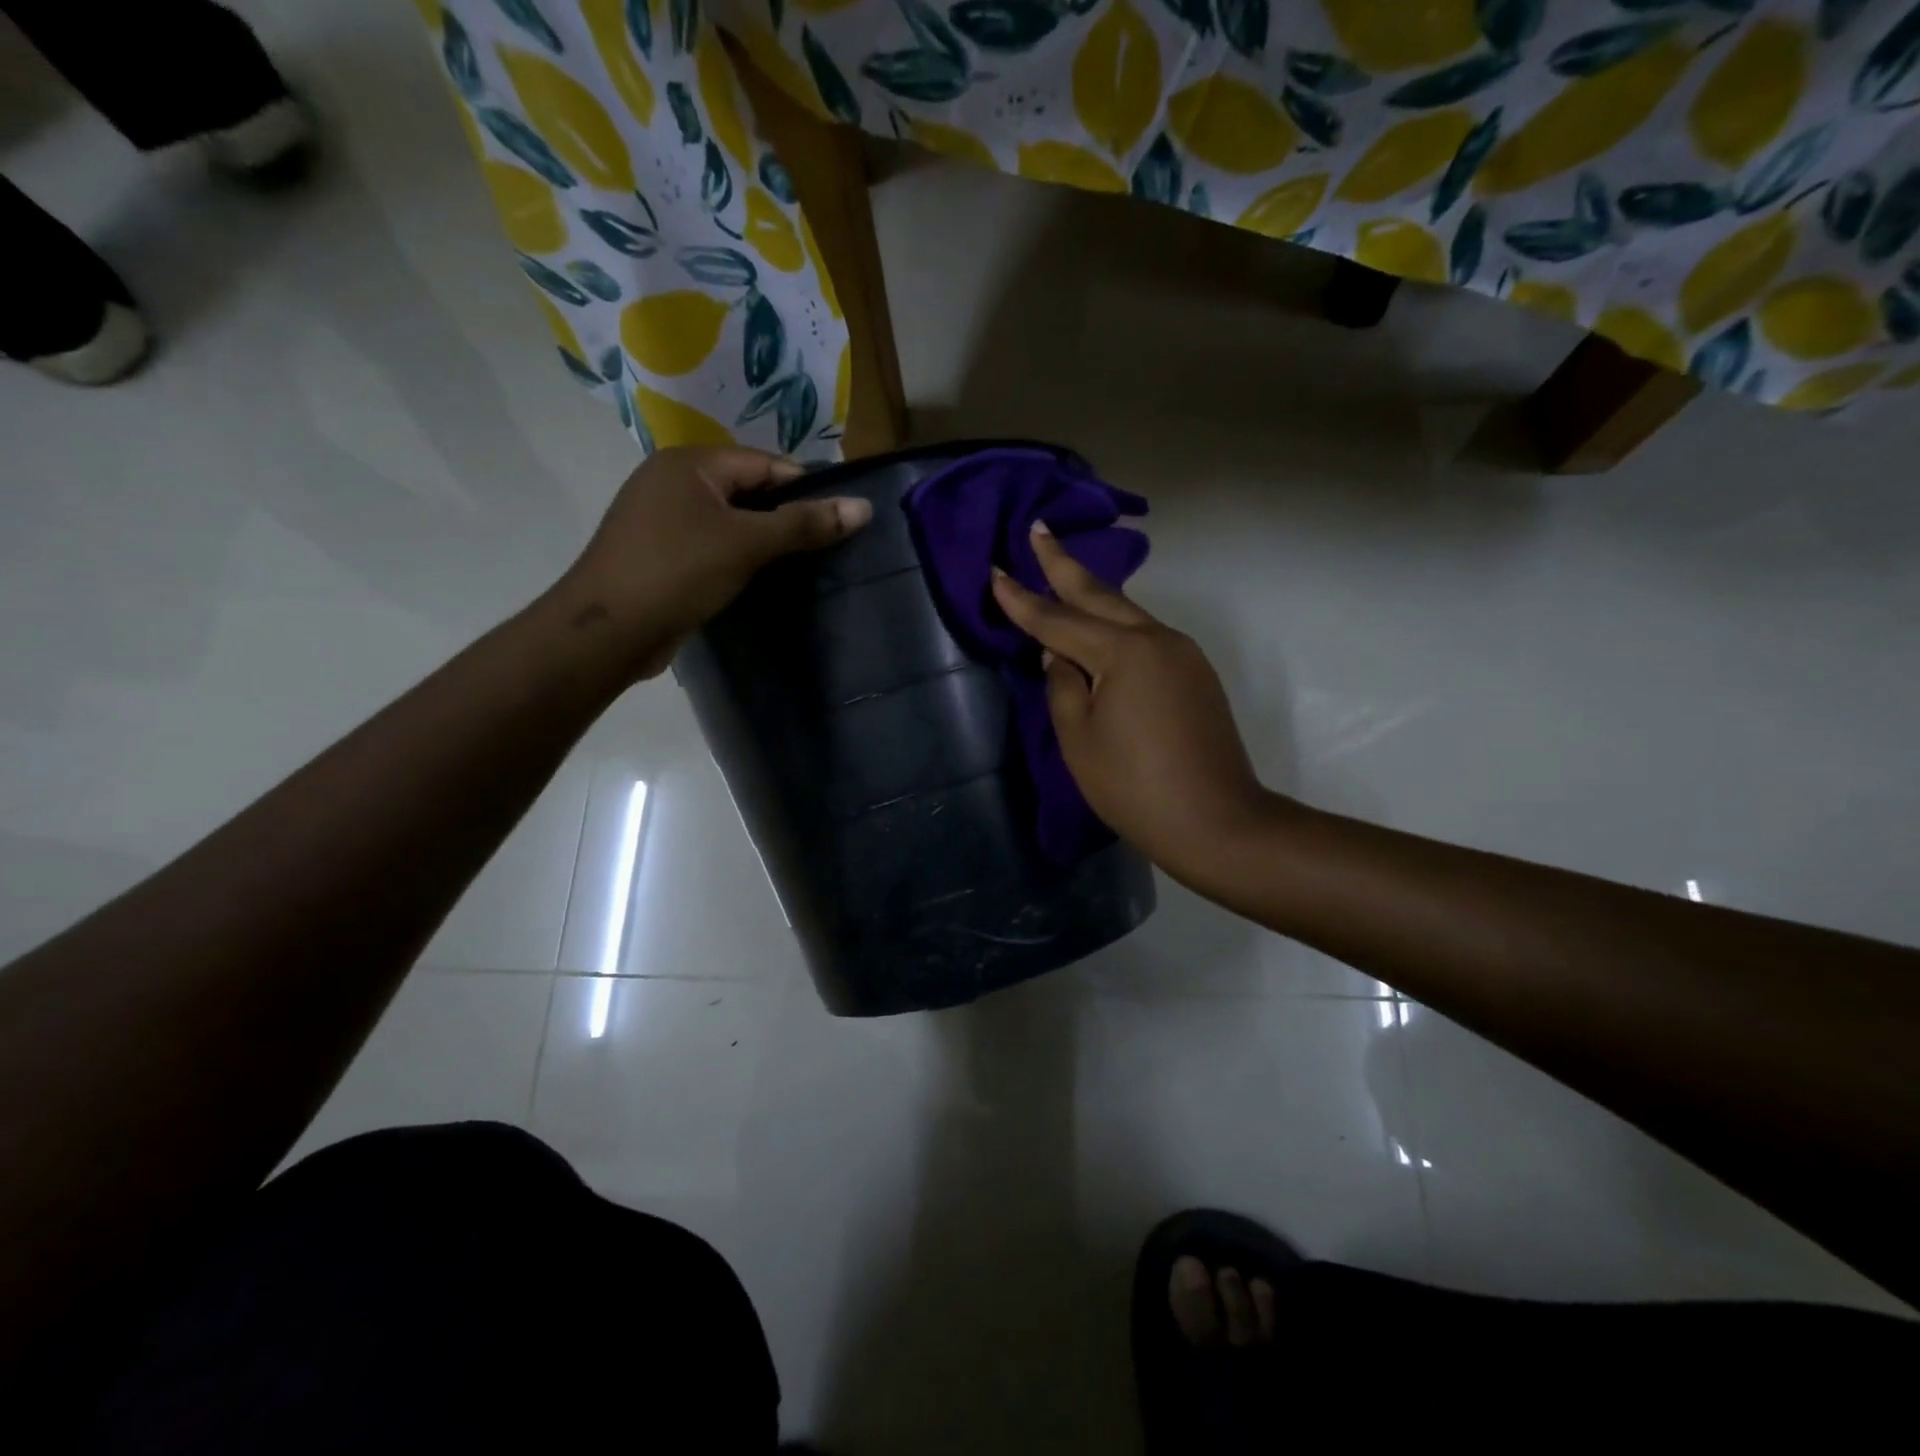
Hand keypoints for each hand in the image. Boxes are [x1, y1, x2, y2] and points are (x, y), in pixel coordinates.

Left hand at [558, 446, 870, 678]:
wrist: (608, 630)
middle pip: (749, 490)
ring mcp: (663, 518)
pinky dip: (739, 557)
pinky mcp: (661, 553)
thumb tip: (864, 508)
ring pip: (731, 521)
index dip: (807, 489)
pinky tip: (762, 580)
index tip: (842, 521)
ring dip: (764, 541)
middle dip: (787, 517)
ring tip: (803, 566)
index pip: (766, 464)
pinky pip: (713, 544)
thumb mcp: (747, 544)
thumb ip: (805, 524)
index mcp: (690, 463)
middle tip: (828, 548)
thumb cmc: (678, 572)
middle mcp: (673, 480)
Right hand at [991, 523, 1276, 881]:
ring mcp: (1183, 654)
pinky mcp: (1195, 674)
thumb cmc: (1134, 786)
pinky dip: (1116, 625)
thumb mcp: (1080, 739)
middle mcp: (1157, 639)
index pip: (1058, 619)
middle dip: (1064, 564)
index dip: (1022, 598)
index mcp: (1123, 652)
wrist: (1217, 822)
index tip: (995, 570)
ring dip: (1092, 593)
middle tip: (1039, 530)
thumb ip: (1062, 686)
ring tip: (1062, 573)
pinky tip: (1100, 628)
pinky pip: (1146, 637)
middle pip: (1101, 595)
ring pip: (1127, 613)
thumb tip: (1060, 656)